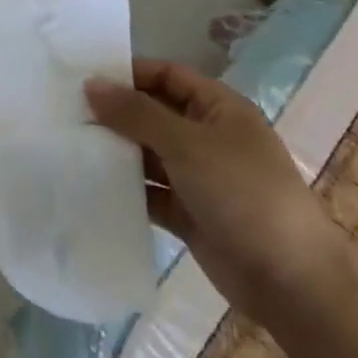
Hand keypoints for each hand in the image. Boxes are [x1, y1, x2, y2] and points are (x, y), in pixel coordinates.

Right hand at [86, 60, 355, 341]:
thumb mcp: (187, 144)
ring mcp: (199, 177)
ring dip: (116, 151)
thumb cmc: (244, 194)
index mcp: (218, 108)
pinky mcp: (189, 213)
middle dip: (114, 113)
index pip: (166, 75)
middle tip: (65, 112)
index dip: (128, 73)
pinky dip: (125, 188)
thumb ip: (136, 113)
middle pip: (153, 113)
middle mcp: (207, 136)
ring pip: (148, 153)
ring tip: (68, 145)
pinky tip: (89, 185)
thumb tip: (90, 83)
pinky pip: (150, 192)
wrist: (293, 283)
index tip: (82, 79)